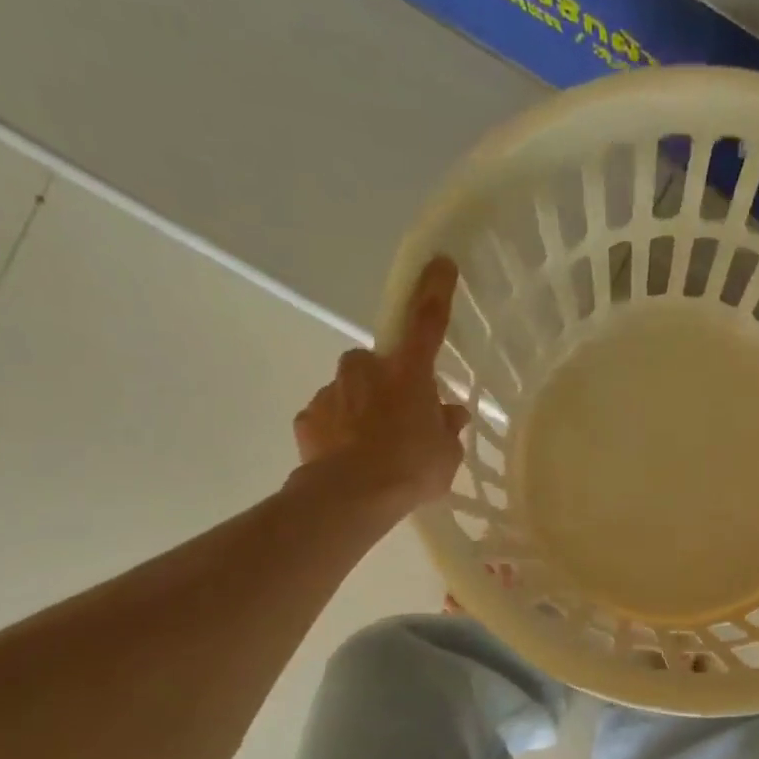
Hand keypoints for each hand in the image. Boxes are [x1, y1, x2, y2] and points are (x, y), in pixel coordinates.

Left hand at [292, 257, 471, 514]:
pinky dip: (338, 431)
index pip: (427, 321)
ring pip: (350, 390)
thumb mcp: (447, 453)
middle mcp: (366, 370)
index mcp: (408, 373)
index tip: (439, 262)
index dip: (435, 291)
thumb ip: (447, 427)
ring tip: (374, 448)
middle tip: (401, 417)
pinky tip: (349, 459)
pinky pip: (328, 417)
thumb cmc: (411, 467)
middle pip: (376, 363)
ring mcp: (332, 392)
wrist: (352, 496)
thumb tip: (450, 414)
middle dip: (386, 382)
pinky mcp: (308, 417)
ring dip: (362, 408)